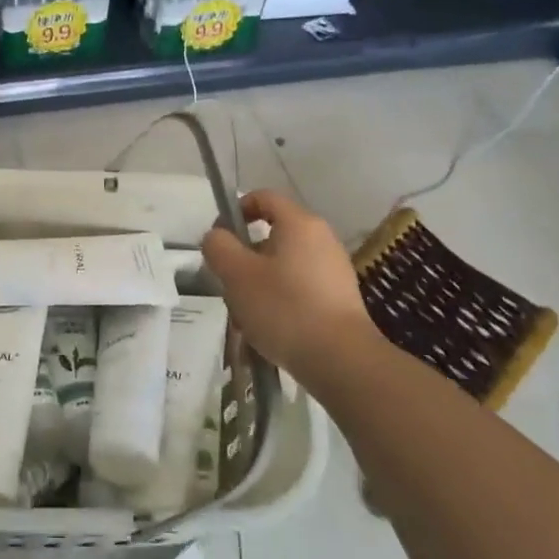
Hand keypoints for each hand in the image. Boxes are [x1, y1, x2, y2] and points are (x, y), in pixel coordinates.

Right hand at [201, 189, 379, 378]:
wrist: (342, 361)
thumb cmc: (284, 307)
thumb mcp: (237, 274)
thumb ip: (218, 246)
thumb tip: (217, 237)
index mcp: (299, 223)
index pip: (263, 197)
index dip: (237, 211)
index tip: (220, 239)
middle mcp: (322, 239)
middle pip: (272, 235)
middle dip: (245, 257)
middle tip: (230, 284)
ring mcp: (334, 269)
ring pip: (283, 265)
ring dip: (260, 283)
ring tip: (246, 315)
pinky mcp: (340, 299)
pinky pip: (300, 288)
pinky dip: (281, 300)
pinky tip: (271, 329)